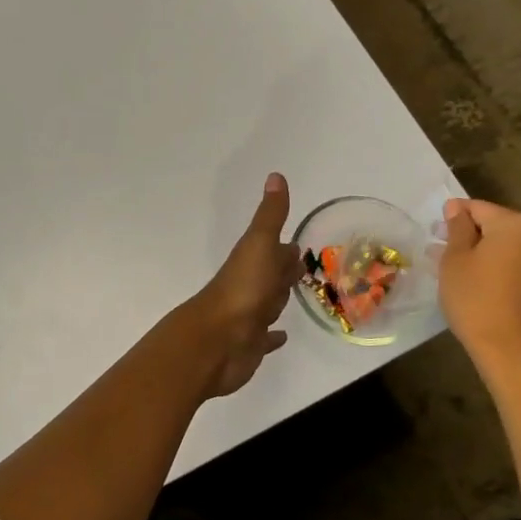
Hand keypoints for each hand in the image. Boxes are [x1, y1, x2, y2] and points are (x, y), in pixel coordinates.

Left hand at [187, 173, 302, 397]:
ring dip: (280, 298)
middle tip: (303, 267)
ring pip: (269, 303)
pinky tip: (281, 337)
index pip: (275, 251)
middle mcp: (251, 287)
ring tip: (299, 295)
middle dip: (286, 270)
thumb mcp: (259, 245)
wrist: (217, 341)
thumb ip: (270, 215)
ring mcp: (250, 316)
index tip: (300, 242)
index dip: (287, 248)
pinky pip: (265, 338)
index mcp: (254, 262)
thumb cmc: (243, 290)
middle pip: (272, 276)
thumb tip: (275, 175)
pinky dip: (273, 337)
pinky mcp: (250, 344)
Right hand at [439, 198, 520, 374]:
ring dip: (479, 251)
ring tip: (451, 267)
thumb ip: (457, 228)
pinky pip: (513, 262)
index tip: (433, 233)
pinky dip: (493, 265)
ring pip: (503, 245)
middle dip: (466, 234)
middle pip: (494, 225)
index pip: (477, 208)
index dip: (452, 217)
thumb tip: (456, 208)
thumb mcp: (455, 259)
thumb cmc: (476, 298)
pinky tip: (472, 280)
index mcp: (516, 224)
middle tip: (438, 250)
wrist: (511, 350)